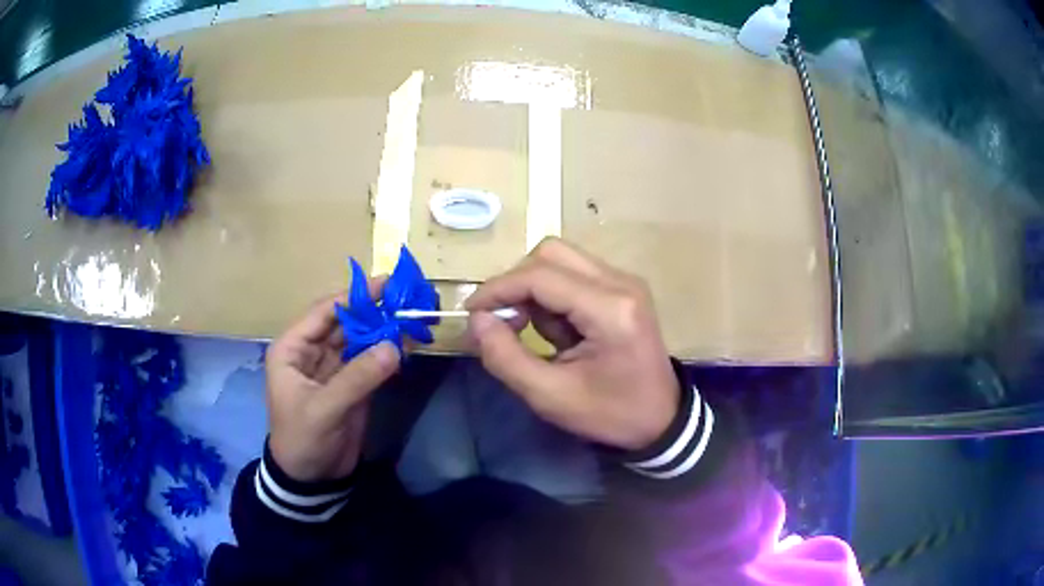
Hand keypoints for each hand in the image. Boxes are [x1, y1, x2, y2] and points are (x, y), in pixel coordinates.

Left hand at [266, 282, 400, 481]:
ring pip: (361, 339)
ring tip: (414, 315)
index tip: (385, 285)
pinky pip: (371, 361)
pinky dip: (389, 352)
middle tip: (407, 298)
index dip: (353, 297)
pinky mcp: (352, 384)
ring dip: (384, 329)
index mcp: (293, 349)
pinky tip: (409, 343)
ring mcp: (335, 367)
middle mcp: (312, 351)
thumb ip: (357, 378)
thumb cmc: (303, 439)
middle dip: (374, 310)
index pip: (324, 312)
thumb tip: (395, 346)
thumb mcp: (324, 409)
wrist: (312, 478)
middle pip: (345, 322)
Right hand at [465, 238, 679, 450]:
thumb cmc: (610, 413)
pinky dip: (552, 297)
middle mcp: (620, 282)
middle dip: (516, 284)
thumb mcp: (550, 396)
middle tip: (503, 322)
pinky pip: (574, 275)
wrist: (662, 420)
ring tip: (535, 335)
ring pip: (561, 260)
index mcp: (610, 309)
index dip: (498, 289)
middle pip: (551, 254)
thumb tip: (477, 319)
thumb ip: (506, 357)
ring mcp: (624, 282)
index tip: (471, 312)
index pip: (540, 276)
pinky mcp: (622, 289)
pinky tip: (557, 332)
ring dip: (535, 291)